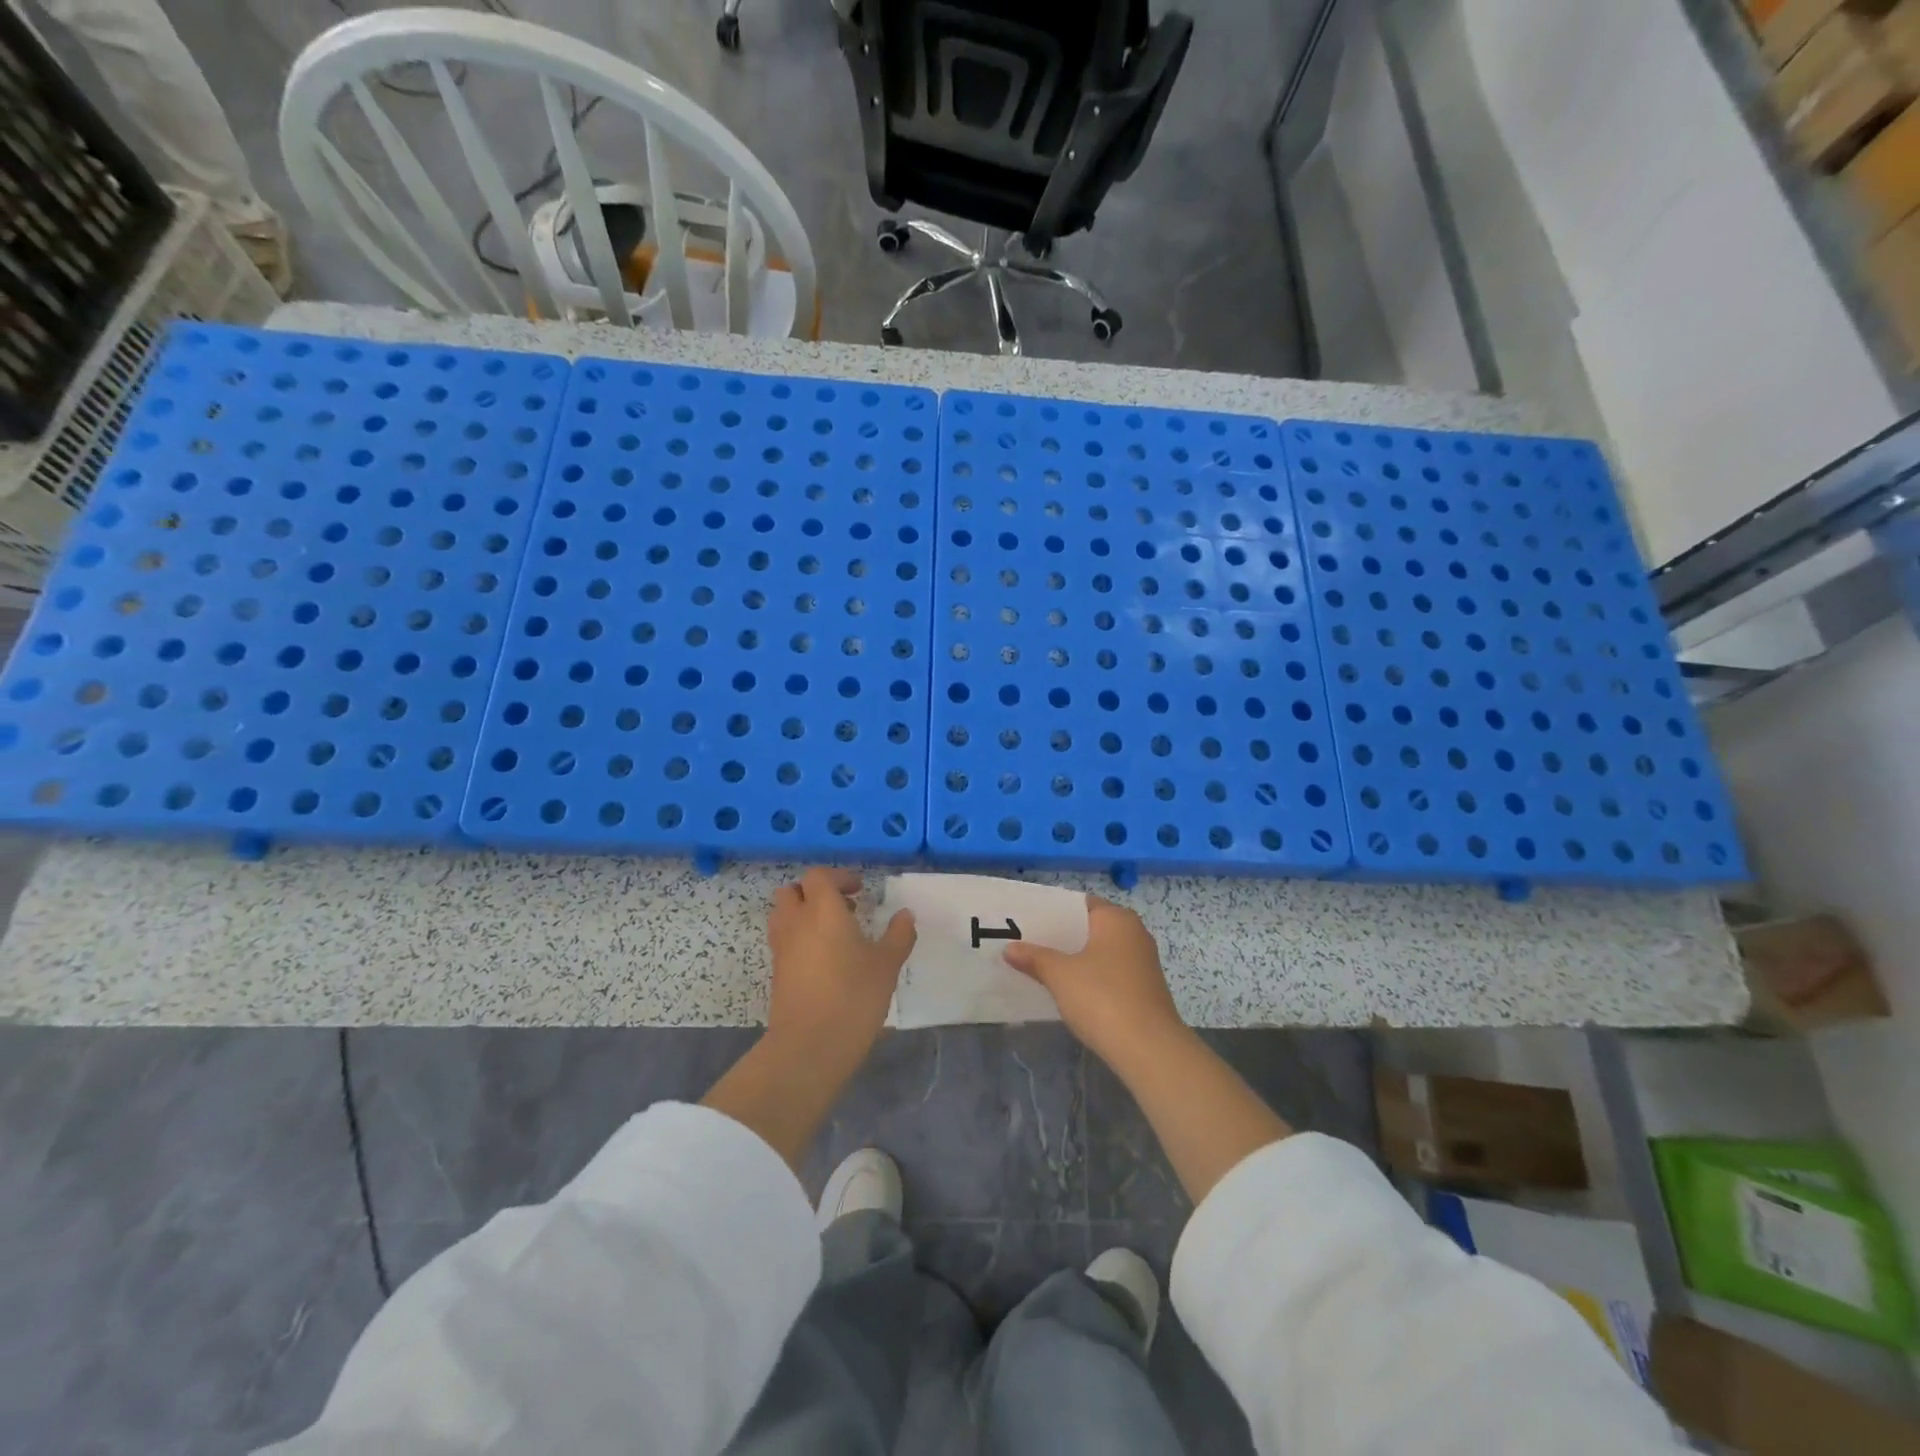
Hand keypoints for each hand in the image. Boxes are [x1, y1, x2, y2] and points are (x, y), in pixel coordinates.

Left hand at [765, 867, 915, 1071]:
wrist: (809, 1045)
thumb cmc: (853, 996)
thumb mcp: (887, 965)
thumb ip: (898, 935)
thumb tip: (905, 915)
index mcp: (822, 910)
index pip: (818, 876)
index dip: (838, 877)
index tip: (859, 891)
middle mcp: (796, 922)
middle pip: (792, 891)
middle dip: (814, 893)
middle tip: (842, 907)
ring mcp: (781, 948)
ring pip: (784, 915)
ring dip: (803, 914)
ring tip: (833, 934)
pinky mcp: (776, 973)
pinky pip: (783, 941)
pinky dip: (799, 939)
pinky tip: (825, 960)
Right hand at [1003, 896, 1185, 1068]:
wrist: (1149, 1049)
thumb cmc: (1103, 998)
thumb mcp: (1060, 975)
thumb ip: (1035, 957)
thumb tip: (1009, 948)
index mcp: (1117, 919)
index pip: (1080, 904)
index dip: (1054, 911)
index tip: (1027, 921)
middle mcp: (1134, 933)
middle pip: (1090, 928)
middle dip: (1061, 937)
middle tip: (1027, 943)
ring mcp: (1142, 963)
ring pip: (1100, 953)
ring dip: (1075, 959)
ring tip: (1041, 966)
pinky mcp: (1144, 989)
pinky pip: (1110, 974)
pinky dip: (1090, 978)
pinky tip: (1069, 991)